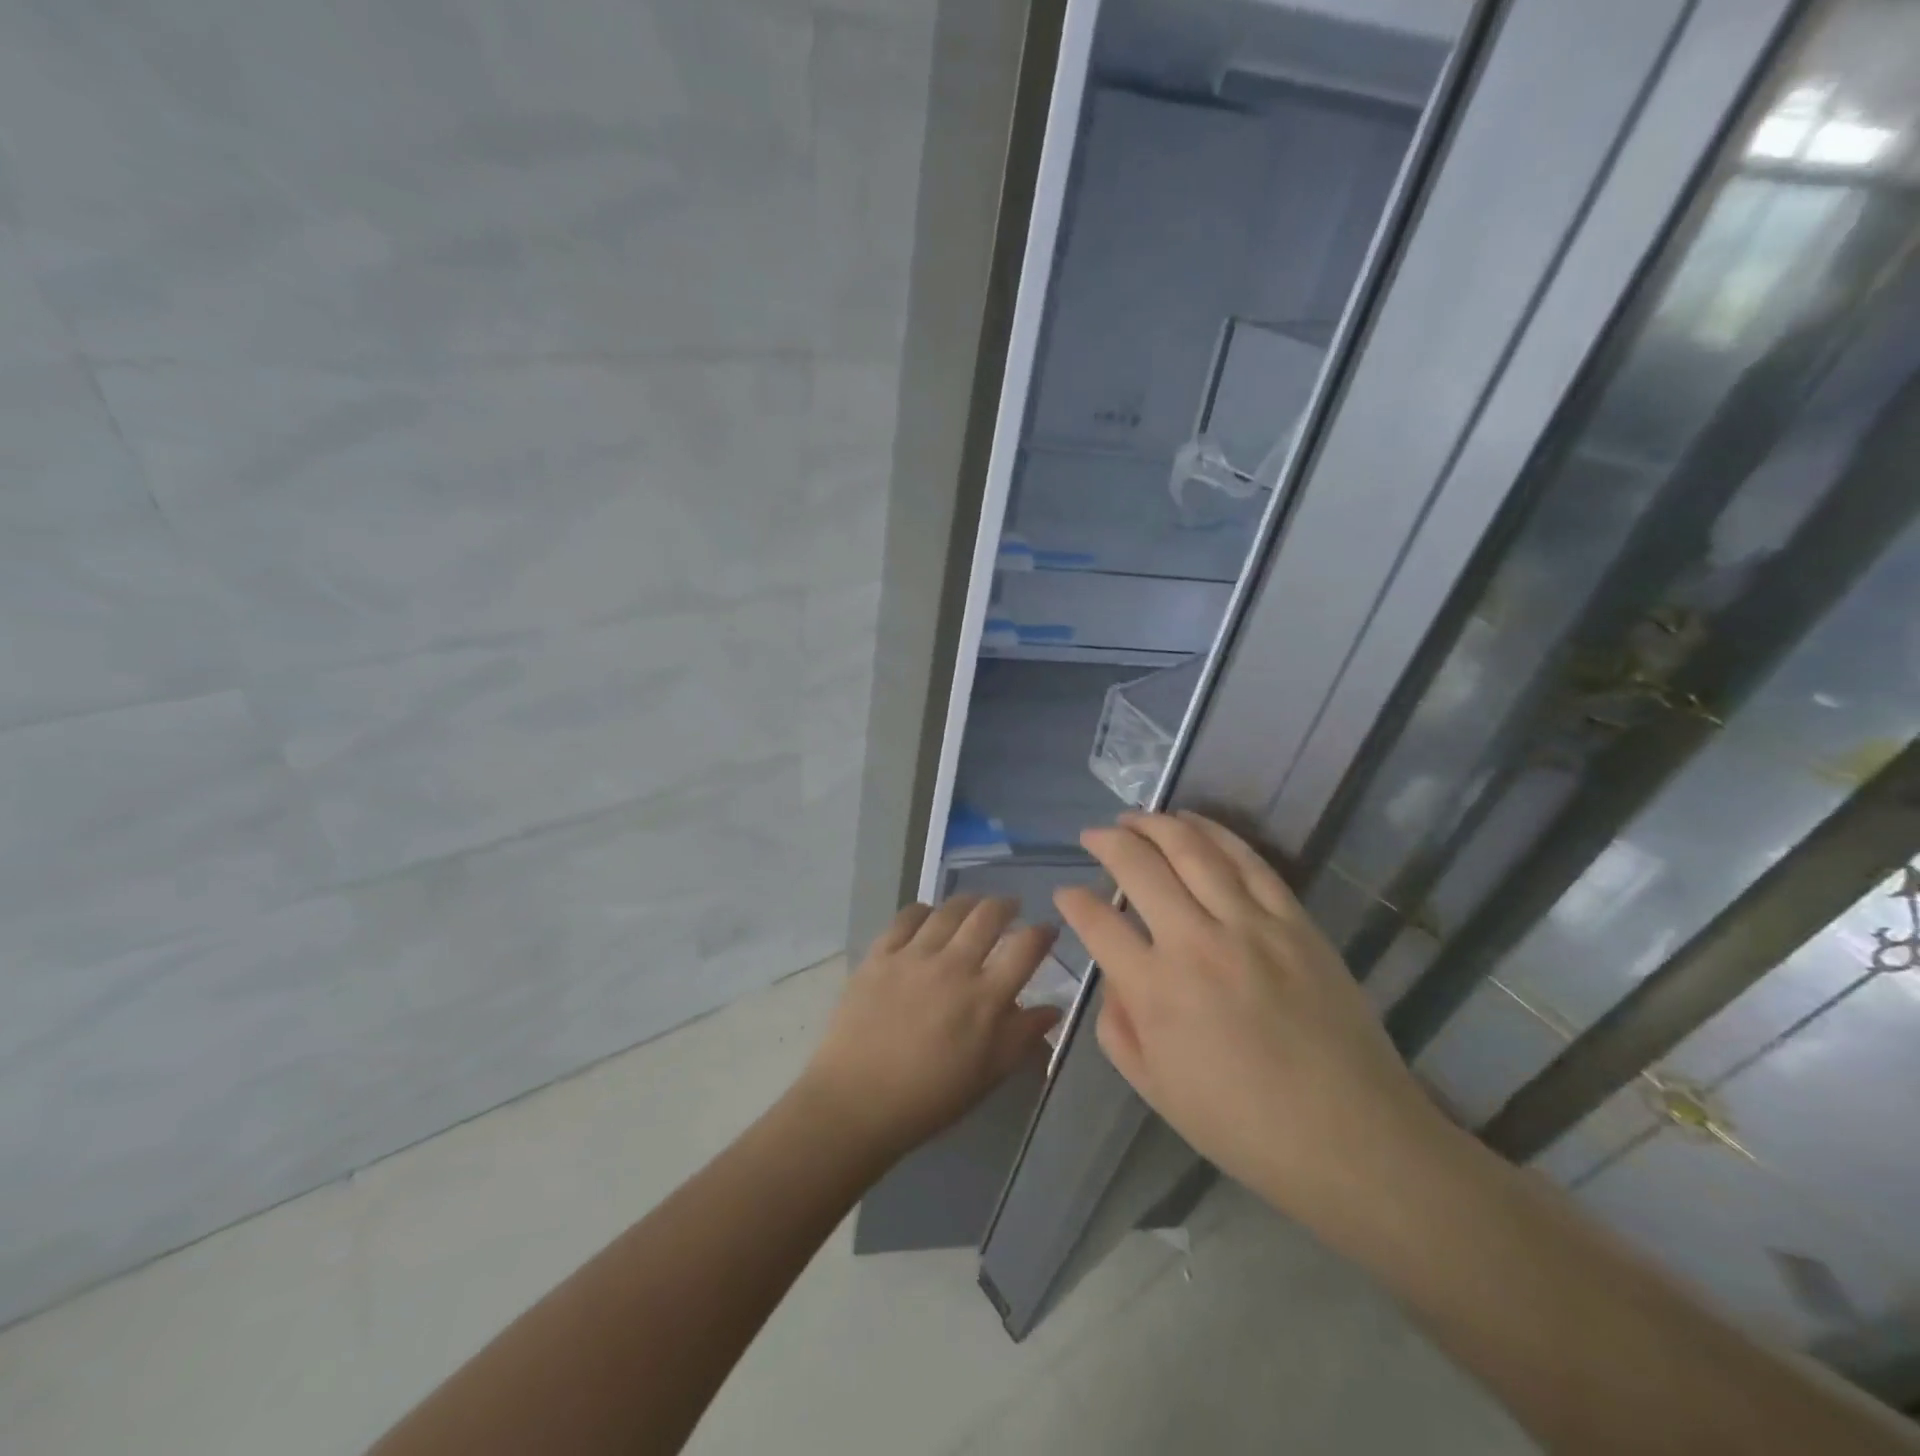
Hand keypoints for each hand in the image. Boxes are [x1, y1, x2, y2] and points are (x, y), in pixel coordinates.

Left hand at [800, 897, 1062, 1161]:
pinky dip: (924, 910)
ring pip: (949, 910)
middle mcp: (953, 966)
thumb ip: (1022, 1037)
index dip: (1042, 932)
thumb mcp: (987, 1075)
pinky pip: (906, 917)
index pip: (1026, 948)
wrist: (856, 1103)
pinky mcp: (880, 954)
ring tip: (974, 906)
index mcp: (985, 999)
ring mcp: (913, 956)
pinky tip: (929, 915)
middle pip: (988, 916)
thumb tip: (1052, 1008)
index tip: (1047, 930)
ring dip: (969, 902)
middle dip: (1006, 905)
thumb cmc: (929, 1099)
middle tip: (1011, 908)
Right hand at [1055, 812, 1447, 1221]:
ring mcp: (1250, 925)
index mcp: (1156, 992)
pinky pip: (1248, 861)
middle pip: (1139, 867)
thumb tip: (1113, 973)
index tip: (1066, 893)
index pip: (1097, 922)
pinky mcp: (1294, 921)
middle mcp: (1196, 944)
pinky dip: (1215, 833)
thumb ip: (1116, 1026)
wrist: (1352, 1139)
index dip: (1073, 900)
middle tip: (1092, 835)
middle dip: (1106, 842)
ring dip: (1155, 824)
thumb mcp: (1155, 1090)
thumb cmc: (1243, 1126)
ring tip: (1134, 816)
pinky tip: (1193, 822)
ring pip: (1192, 850)